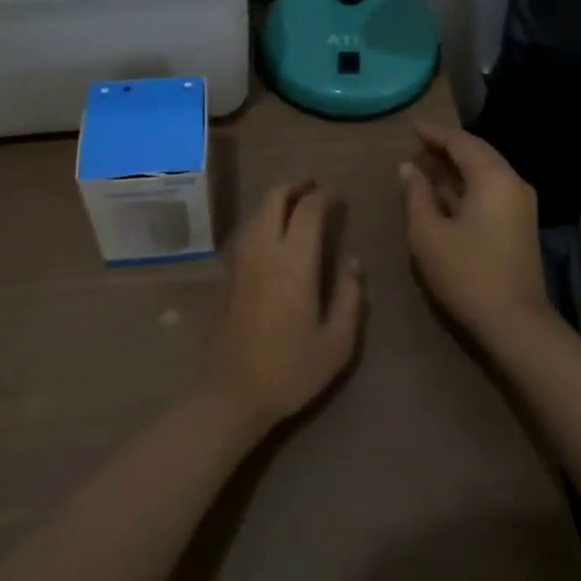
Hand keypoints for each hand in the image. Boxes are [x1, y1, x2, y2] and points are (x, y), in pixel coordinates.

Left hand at [205, 181, 365, 434]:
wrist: (229, 394)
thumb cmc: (289, 370)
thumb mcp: (336, 343)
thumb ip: (349, 298)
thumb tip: (353, 263)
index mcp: (293, 261)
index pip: (308, 209)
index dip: (324, 196)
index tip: (338, 196)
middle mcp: (263, 250)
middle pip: (274, 198)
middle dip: (295, 186)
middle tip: (314, 189)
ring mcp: (240, 260)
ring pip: (256, 212)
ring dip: (276, 201)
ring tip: (296, 207)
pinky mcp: (226, 275)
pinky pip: (246, 231)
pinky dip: (262, 220)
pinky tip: (274, 235)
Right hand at [401, 125, 547, 342]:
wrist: (515, 323)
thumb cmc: (466, 273)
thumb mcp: (428, 233)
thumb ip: (415, 194)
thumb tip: (408, 168)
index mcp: (492, 177)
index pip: (460, 142)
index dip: (434, 134)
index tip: (411, 128)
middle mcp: (512, 181)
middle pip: (477, 152)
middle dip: (446, 149)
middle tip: (415, 151)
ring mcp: (521, 203)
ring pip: (485, 171)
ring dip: (456, 168)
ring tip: (425, 171)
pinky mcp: (521, 222)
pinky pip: (492, 188)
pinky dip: (468, 184)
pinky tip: (446, 195)